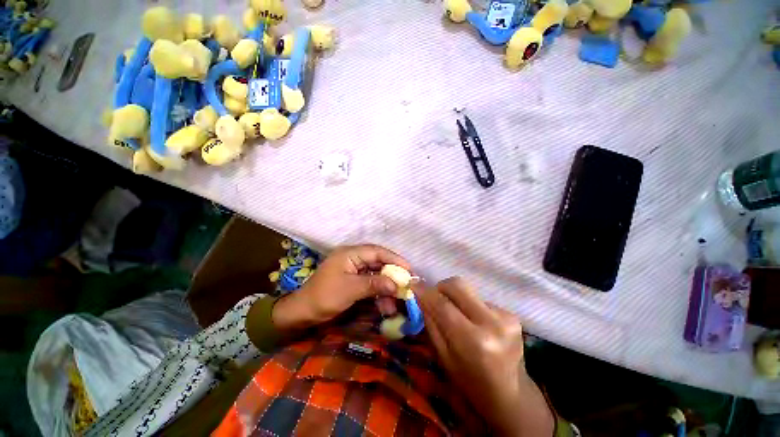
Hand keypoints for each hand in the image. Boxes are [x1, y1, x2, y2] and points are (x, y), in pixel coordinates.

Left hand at [272, 244, 409, 329]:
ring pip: (375, 274)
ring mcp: (353, 269)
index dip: (394, 259)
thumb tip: (396, 285)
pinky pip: (370, 283)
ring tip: (396, 300)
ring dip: (386, 286)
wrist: (302, 313)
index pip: (377, 252)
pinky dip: (378, 292)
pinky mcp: (353, 280)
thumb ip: (374, 284)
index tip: (409, 269)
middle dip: (392, 273)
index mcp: (350, 254)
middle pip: (378, 262)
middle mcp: (353, 258)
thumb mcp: (351, 290)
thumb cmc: (324, 297)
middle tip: (406, 283)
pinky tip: (385, 305)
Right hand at [416, 277, 553, 436]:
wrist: (510, 394)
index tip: (413, 284)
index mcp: (473, 341)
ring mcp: (505, 317)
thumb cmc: (470, 381)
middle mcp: (492, 323)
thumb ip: (430, 323)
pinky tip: (473, 322)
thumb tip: (419, 296)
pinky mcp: (511, 314)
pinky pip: (479, 299)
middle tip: (434, 297)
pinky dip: (469, 305)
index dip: (425, 291)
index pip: (442, 305)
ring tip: (456, 314)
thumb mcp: (443, 356)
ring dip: (455, 297)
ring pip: (468, 290)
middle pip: (458, 285)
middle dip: (441, 287)